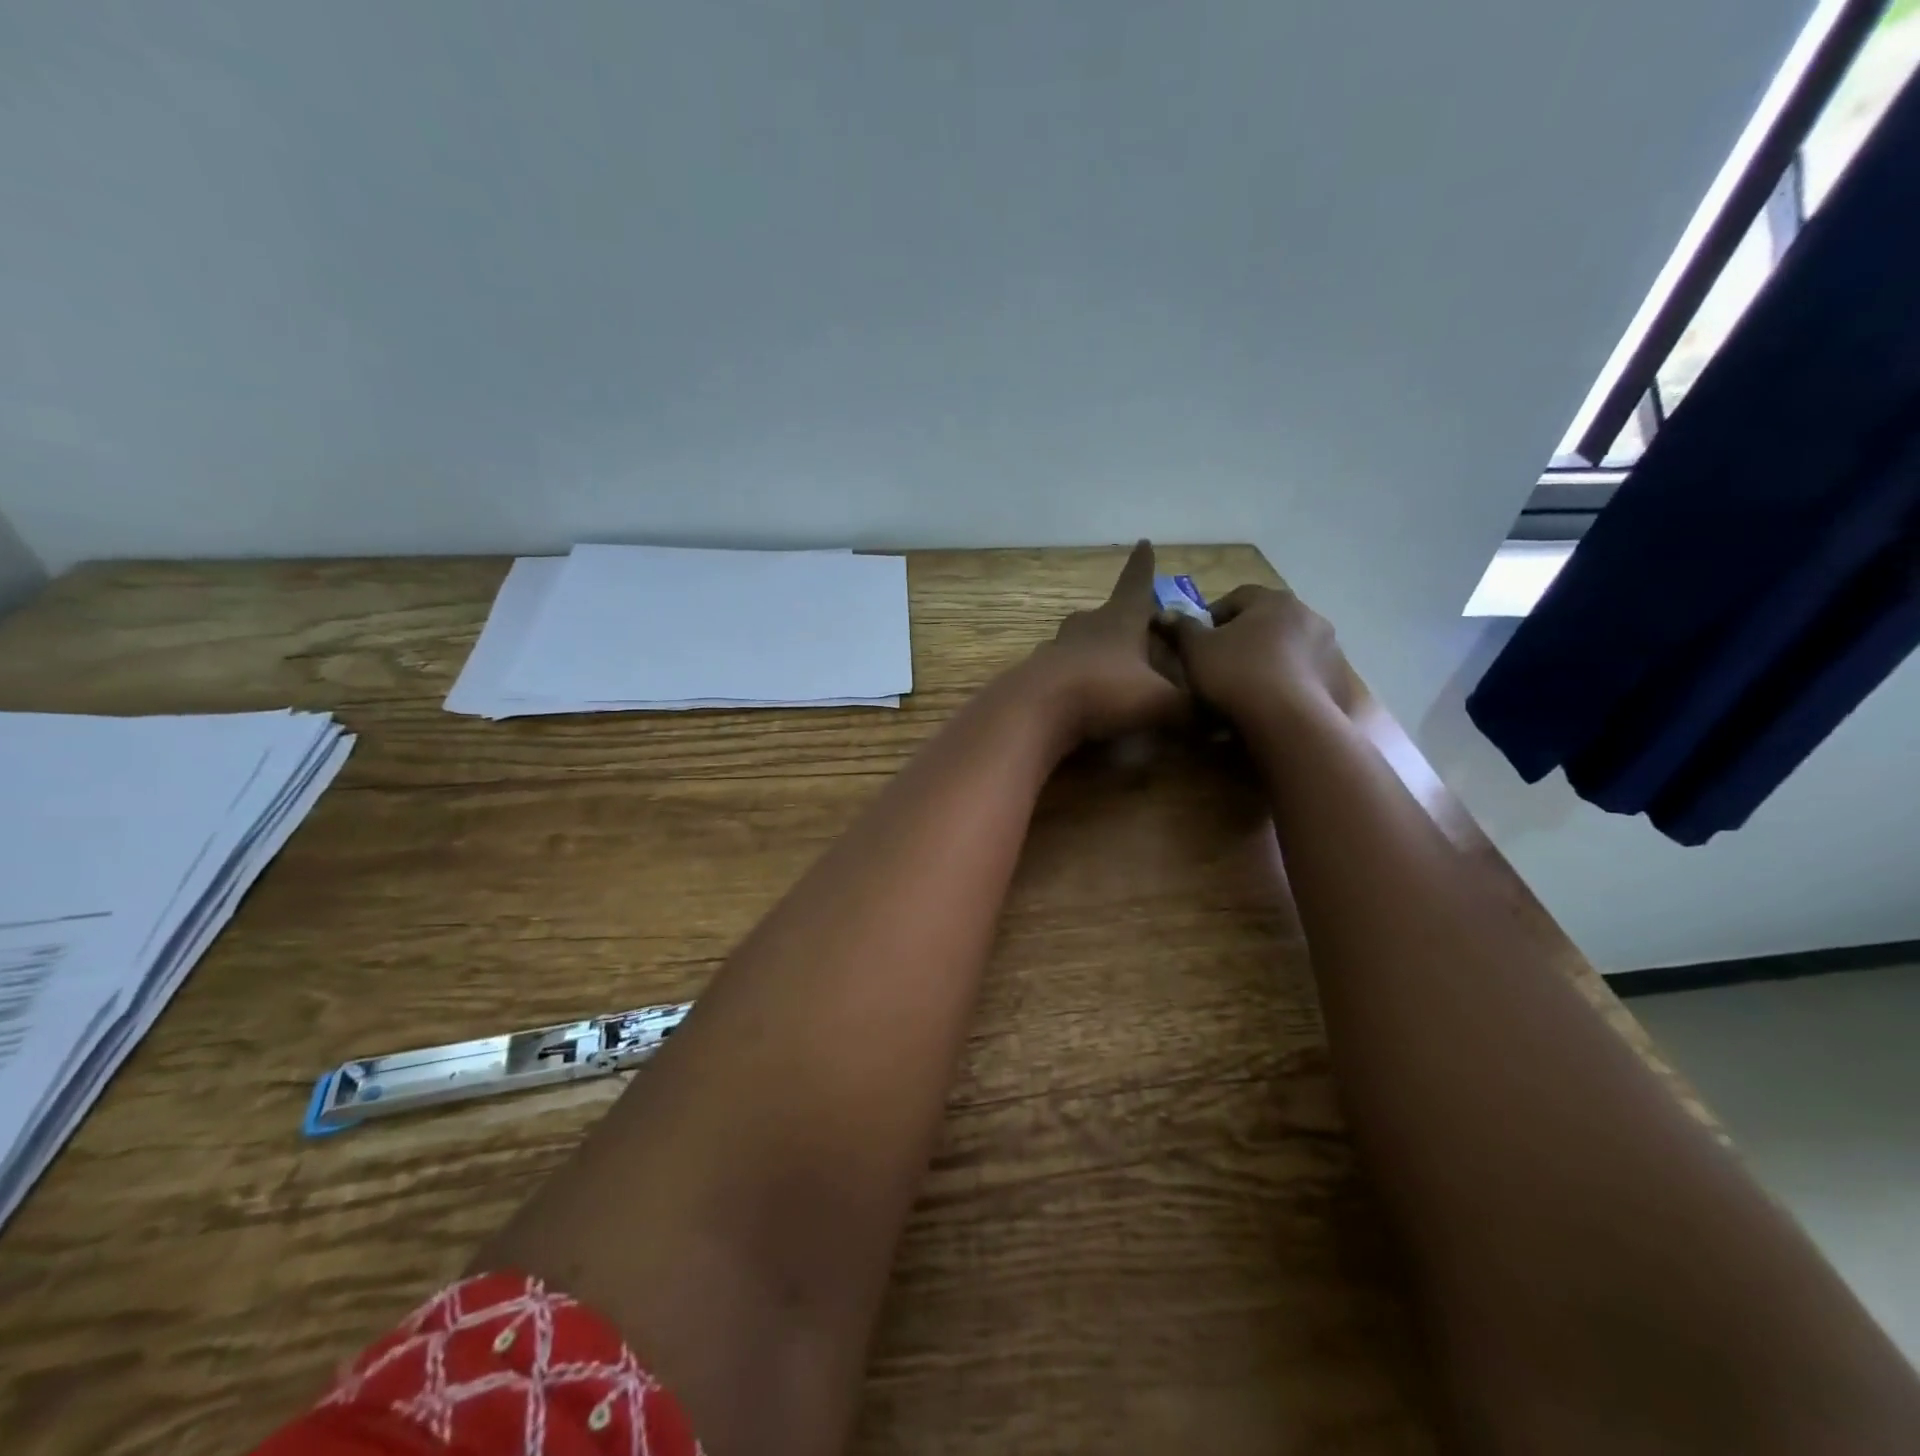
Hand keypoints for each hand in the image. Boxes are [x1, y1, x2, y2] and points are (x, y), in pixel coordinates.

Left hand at [1017, 540, 1188, 743]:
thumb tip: (1218, 721)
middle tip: (1134, 626)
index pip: (1136, 584)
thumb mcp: (1159, 703)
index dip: (1143, 566)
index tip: (1143, 544)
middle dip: (1119, 616)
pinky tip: (1078, 691)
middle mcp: (1086, 627)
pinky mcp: (1037, 674)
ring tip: (1107, 662)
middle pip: (1104, 613)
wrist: (1036, 709)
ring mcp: (1057, 648)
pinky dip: (1072, 674)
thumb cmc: (1104, 692)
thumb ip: (1191, 710)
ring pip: (1078, 639)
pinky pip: (1060, 668)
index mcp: (1120, 621)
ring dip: (1092, 645)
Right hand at [1157, 583, 1350, 731]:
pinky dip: (1289, 683)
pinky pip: (1306, 675)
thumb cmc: (1236, 673)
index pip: (1238, 597)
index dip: (1214, 617)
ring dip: (1270, 660)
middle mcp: (1308, 615)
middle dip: (1245, 638)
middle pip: (1267, 621)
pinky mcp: (1338, 680)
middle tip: (1223, 664)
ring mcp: (1329, 648)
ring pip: (1289, 648)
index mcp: (1273, 600)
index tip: (1200, 641)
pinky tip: (1272, 704)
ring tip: (1248, 688)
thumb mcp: (1195, 650)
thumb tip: (1163, 614)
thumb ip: (1181, 628)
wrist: (1288, 721)